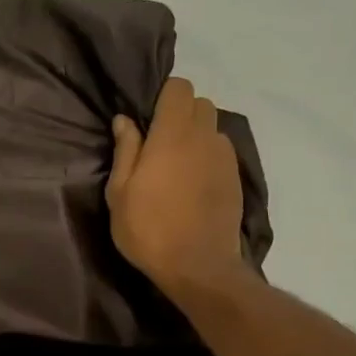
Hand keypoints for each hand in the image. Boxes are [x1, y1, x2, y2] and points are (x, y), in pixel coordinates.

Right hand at [106, 78, 245, 299]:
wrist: (198, 267)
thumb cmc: (149, 229)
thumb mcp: (120, 193)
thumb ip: (125, 151)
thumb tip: (125, 120)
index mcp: (172, 135)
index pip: (179, 88)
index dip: (163, 95)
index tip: (147, 118)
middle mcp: (204, 138)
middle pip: (200, 103)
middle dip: (180, 113)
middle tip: (158, 142)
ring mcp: (224, 158)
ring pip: (213, 127)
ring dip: (196, 135)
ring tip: (177, 165)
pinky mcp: (236, 178)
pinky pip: (221, 152)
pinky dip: (207, 156)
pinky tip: (193, 184)